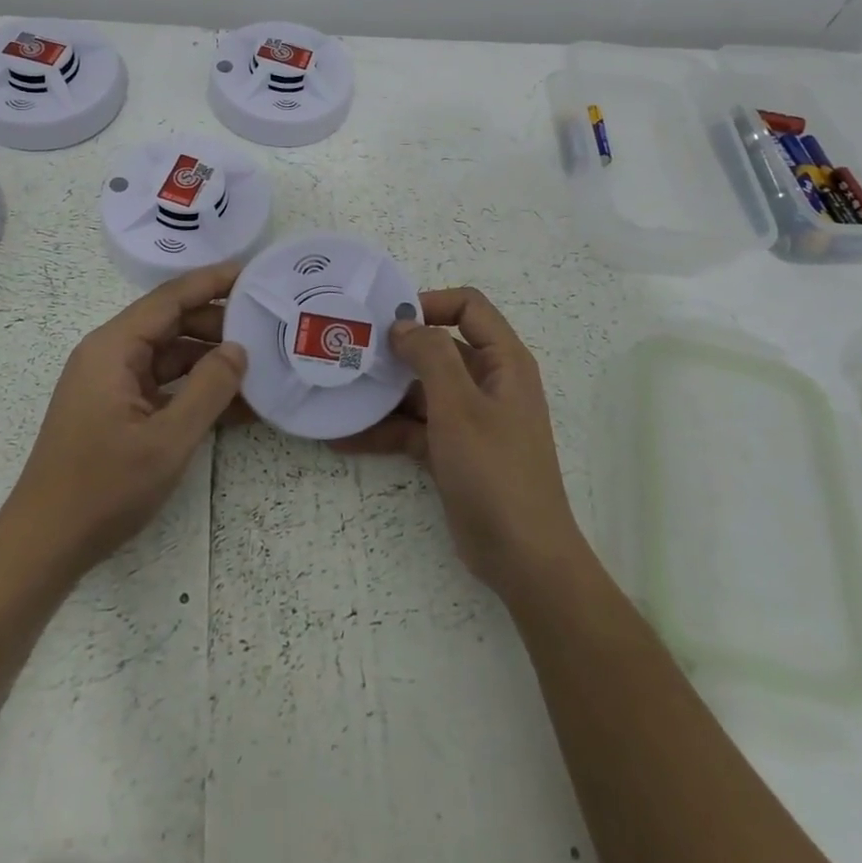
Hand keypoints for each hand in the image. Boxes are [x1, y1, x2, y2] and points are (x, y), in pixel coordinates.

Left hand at [2, 262, 246, 578]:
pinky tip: (234, 405)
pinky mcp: (116, 408)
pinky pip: (162, 384)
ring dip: (210, 360)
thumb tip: (239, 349)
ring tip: (258, 367)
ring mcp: (112, 383)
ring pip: (170, 354)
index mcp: (113, 348)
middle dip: (218, 324)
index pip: (170, 298)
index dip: (212, 282)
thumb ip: (209, 388)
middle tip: (266, 328)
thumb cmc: (103, 488)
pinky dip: (194, 389)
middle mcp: (109, 355)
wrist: (44, 546)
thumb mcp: (168, 440)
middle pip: (171, 323)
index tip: (252, 272)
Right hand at [334, 287, 586, 598]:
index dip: (431, 303)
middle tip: (351, 351)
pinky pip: (416, 428)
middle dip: (396, 350)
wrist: (523, 558)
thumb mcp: (459, 406)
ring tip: (339, 391)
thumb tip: (403, 324)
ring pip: (422, 390)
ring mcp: (470, 418)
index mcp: (503, 361)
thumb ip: (431, 356)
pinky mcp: (453, 451)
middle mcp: (488, 382)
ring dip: (384, 393)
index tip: (388, 319)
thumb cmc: (494, 470)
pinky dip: (386, 430)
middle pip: (439, 348)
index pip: (469, 307)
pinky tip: (345, 437)